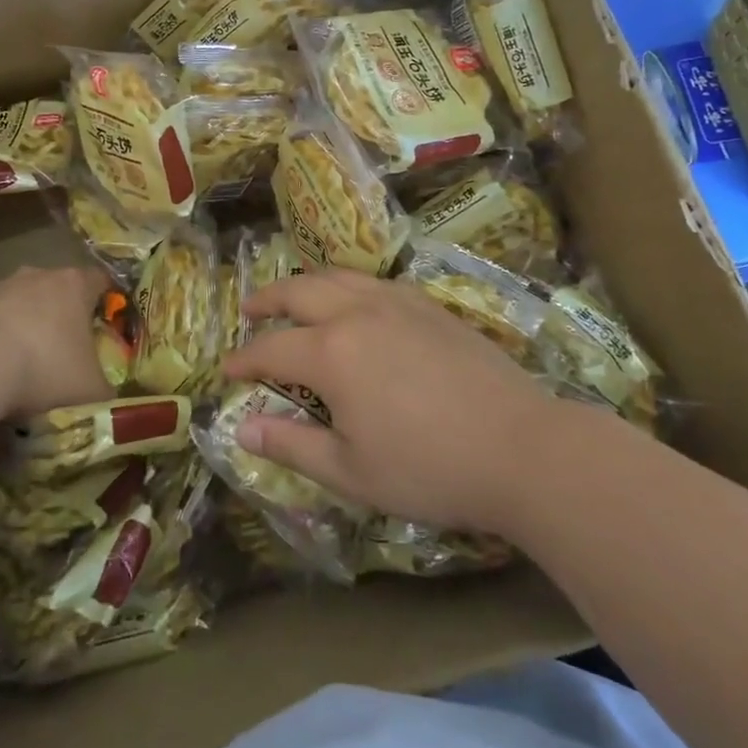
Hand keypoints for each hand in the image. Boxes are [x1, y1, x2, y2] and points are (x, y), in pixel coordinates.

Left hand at [0, 265, 113, 420]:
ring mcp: (2, 286)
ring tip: (25, 362)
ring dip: (27, 323)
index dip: (106, 301)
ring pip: (24, 301)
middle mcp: (40, 274)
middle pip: (60, 289)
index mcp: (76, 285)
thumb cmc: (44, 370)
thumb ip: (106, 386)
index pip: (101, 281)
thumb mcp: (90, 389)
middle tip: (67, 349)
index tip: (106, 325)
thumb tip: (109, 391)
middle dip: (64, 314)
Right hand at [223, 270, 567, 533]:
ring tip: (295, 296)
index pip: (271, 348)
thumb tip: (242, 428)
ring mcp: (398, 302)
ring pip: (340, 275)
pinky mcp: (430, 305)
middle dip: (268, 299)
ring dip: (308, 283)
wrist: (521, 447)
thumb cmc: (429, 468)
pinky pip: (375, 281)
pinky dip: (349, 284)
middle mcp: (358, 312)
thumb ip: (291, 445)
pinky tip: (355, 302)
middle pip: (301, 291)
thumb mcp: (350, 472)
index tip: (226, 370)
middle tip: (250, 309)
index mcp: (332, 352)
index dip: (244, 360)